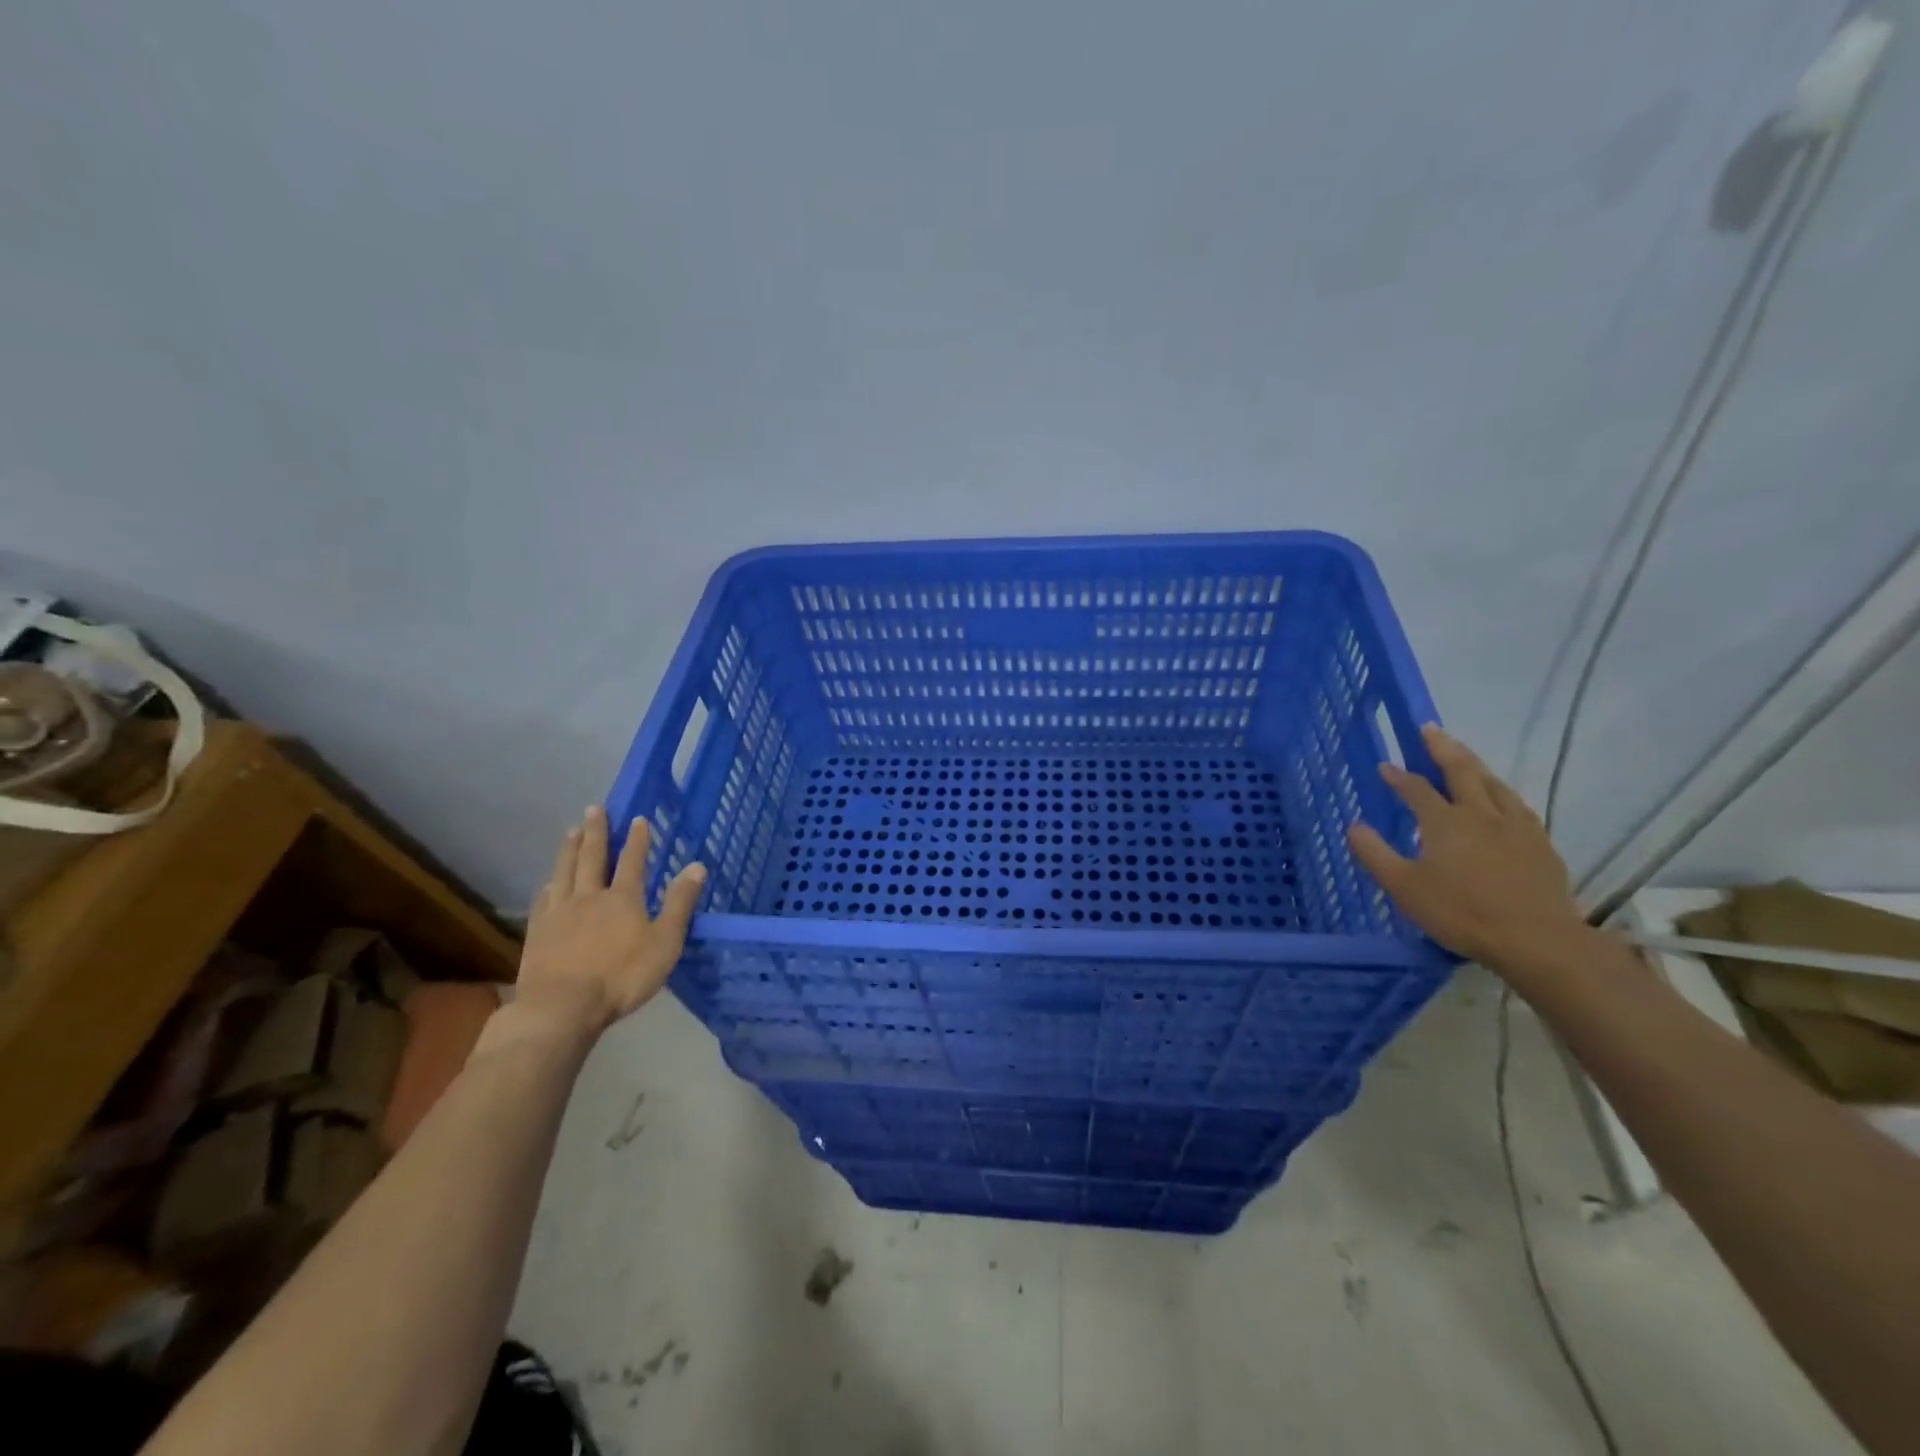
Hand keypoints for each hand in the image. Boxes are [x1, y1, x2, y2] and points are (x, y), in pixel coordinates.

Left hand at [511, 807, 705, 1042]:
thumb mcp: (665, 942)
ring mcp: (559, 913)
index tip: (639, 818)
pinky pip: (543, 899)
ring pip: (564, 872)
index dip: (637, 839)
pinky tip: (548, 882)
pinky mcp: (538, 932)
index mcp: (623, 898)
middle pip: (592, 858)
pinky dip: (549, 885)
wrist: (561, 1008)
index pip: (633, 860)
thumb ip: (680, 904)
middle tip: (594, 809)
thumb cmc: (622, 977)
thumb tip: (696, 865)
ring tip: (571, 832)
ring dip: (569, 850)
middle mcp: (589, 896)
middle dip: (596, 832)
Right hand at [1347, 725, 1590, 980]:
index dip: (1398, 776)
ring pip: (1494, 784)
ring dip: (1476, 766)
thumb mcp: (1404, 887)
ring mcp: (1516, 826)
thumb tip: (1354, 826)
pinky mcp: (1541, 844)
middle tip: (1430, 729)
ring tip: (1466, 758)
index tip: (1384, 766)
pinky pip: (1518, 806)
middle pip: (1461, 771)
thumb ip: (1375, 854)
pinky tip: (1503, 800)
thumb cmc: (1461, 912)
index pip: (1416, 789)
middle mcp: (1480, 813)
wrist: (1536, 940)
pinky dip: (1502, 793)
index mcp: (1445, 822)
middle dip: (1442, 748)